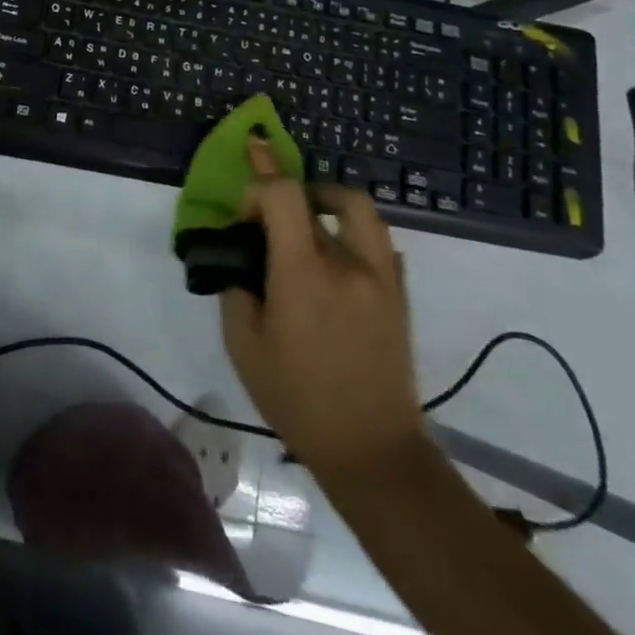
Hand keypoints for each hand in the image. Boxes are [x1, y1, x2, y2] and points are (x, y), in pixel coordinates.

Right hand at [220, 134, 424, 475]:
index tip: (244, 214)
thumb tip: (240, 259)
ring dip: (326, 197)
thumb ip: (236, 289)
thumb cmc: (298, 399)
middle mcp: (346, 262)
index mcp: (303, 273)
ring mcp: (380, 275)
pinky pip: (378, 239)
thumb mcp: (244, 346)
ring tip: (308, 213)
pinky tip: (336, 256)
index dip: (258, 184)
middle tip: (266, 209)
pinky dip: (353, 230)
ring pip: (357, 206)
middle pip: (315, 195)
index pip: (282, 193)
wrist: (373, 450)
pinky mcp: (398, 292)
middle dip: (283, 193)